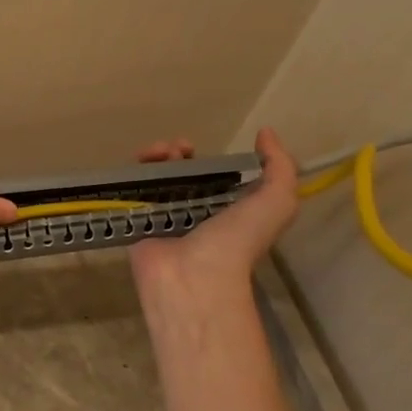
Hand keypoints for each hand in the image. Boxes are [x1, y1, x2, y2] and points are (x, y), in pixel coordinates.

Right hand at [129, 129, 299, 292]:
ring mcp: (164, 217)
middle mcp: (196, 212)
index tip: (202, 147)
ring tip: (156, 153)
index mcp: (228, 209)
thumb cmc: (236, 240)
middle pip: (182, 173)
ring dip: (157, 157)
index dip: (209, 156)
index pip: (214, 175)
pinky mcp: (138, 222)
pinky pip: (132, 192)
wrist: (194, 277)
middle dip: (179, 153)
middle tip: (177, 149)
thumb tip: (265, 133)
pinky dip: (133, 173)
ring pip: (157, 178)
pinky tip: (139, 163)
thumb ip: (280, 167)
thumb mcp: (277, 202)